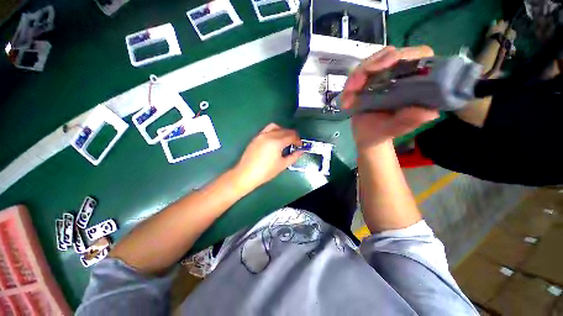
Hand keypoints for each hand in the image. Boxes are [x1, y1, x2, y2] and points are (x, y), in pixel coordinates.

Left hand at [234, 123, 302, 189]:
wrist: (246, 174)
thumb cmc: (266, 171)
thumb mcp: (282, 165)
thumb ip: (293, 156)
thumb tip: (301, 151)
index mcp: (277, 142)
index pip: (292, 136)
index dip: (298, 140)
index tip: (300, 146)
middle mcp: (269, 135)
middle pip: (285, 130)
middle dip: (292, 136)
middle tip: (294, 144)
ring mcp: (261, 135)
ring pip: (275, 127)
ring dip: (283, 131)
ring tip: (285, 139)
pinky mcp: (256, 137)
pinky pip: (267, 129)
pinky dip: (274, 131)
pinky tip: (274, 140)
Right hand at [341, 46, 439, 149]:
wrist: (365, 136)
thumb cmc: (382, 133)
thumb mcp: (394, 129)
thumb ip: (408, 121)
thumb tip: (428, 112)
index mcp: (416, 83)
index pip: (418, 56)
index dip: (403, 55)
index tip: (382, 66)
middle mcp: (401, 75)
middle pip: (389, 55)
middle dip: (369, 67)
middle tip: (354, 86)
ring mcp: (383, 77)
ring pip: (369, 64)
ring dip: (355, 79)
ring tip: (346, 100)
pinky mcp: (368, 81)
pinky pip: (356, 76)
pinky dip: (348, 88)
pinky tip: (345, 102)